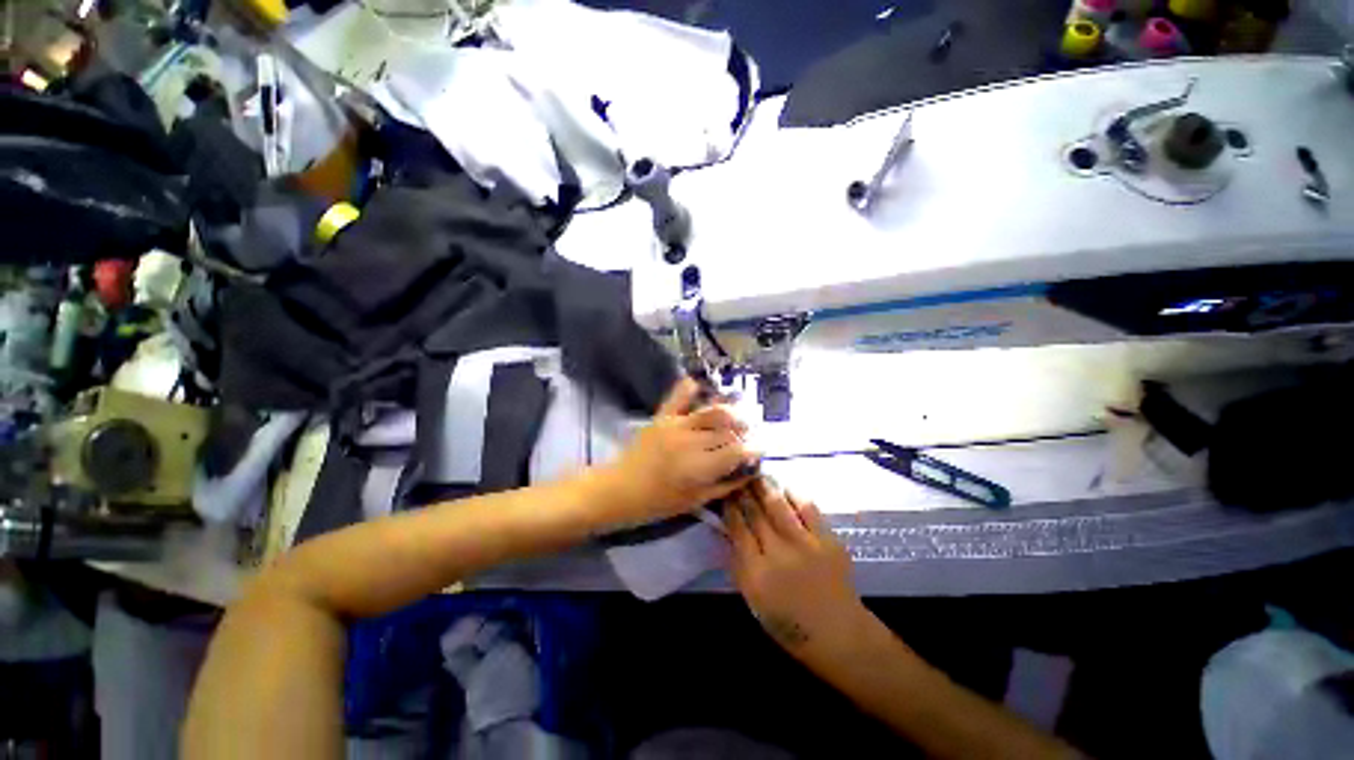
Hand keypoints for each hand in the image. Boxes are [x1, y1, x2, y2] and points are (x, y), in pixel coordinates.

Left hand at [599, 378, 758, 525]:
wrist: (619, 490)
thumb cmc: (657, 503)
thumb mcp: (695, 501)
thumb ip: (724, 486)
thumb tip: (748, 472)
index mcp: (700, 467)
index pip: (737, 451)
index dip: (754, 449)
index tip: (760, 450)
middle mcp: (692, 441)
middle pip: (728, 430)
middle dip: (745, 432)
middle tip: (749, 437)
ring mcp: (676, 425)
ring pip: (712, 411)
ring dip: (730, 411)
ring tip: (737, 416)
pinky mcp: (662, 417)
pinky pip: (678, 396)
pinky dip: (690, 388)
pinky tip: (700, 385)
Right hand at [726, 480, 867, 654]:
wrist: (838, 634)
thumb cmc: (789, 623)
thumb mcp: (753, 600)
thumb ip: (738, 565)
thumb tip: (726, 532)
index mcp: (756, 573)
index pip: (737, 529)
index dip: (729, 508)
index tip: (724, 493)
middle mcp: (778, 554)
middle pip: (755, 514)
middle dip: (743, 492)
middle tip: (737, 477)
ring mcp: (805, 545)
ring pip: (777, 506)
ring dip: (764, 487)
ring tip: (756, 475)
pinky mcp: (827, 540)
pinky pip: (808, 509)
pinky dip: (795, 495)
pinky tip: (786, 487)